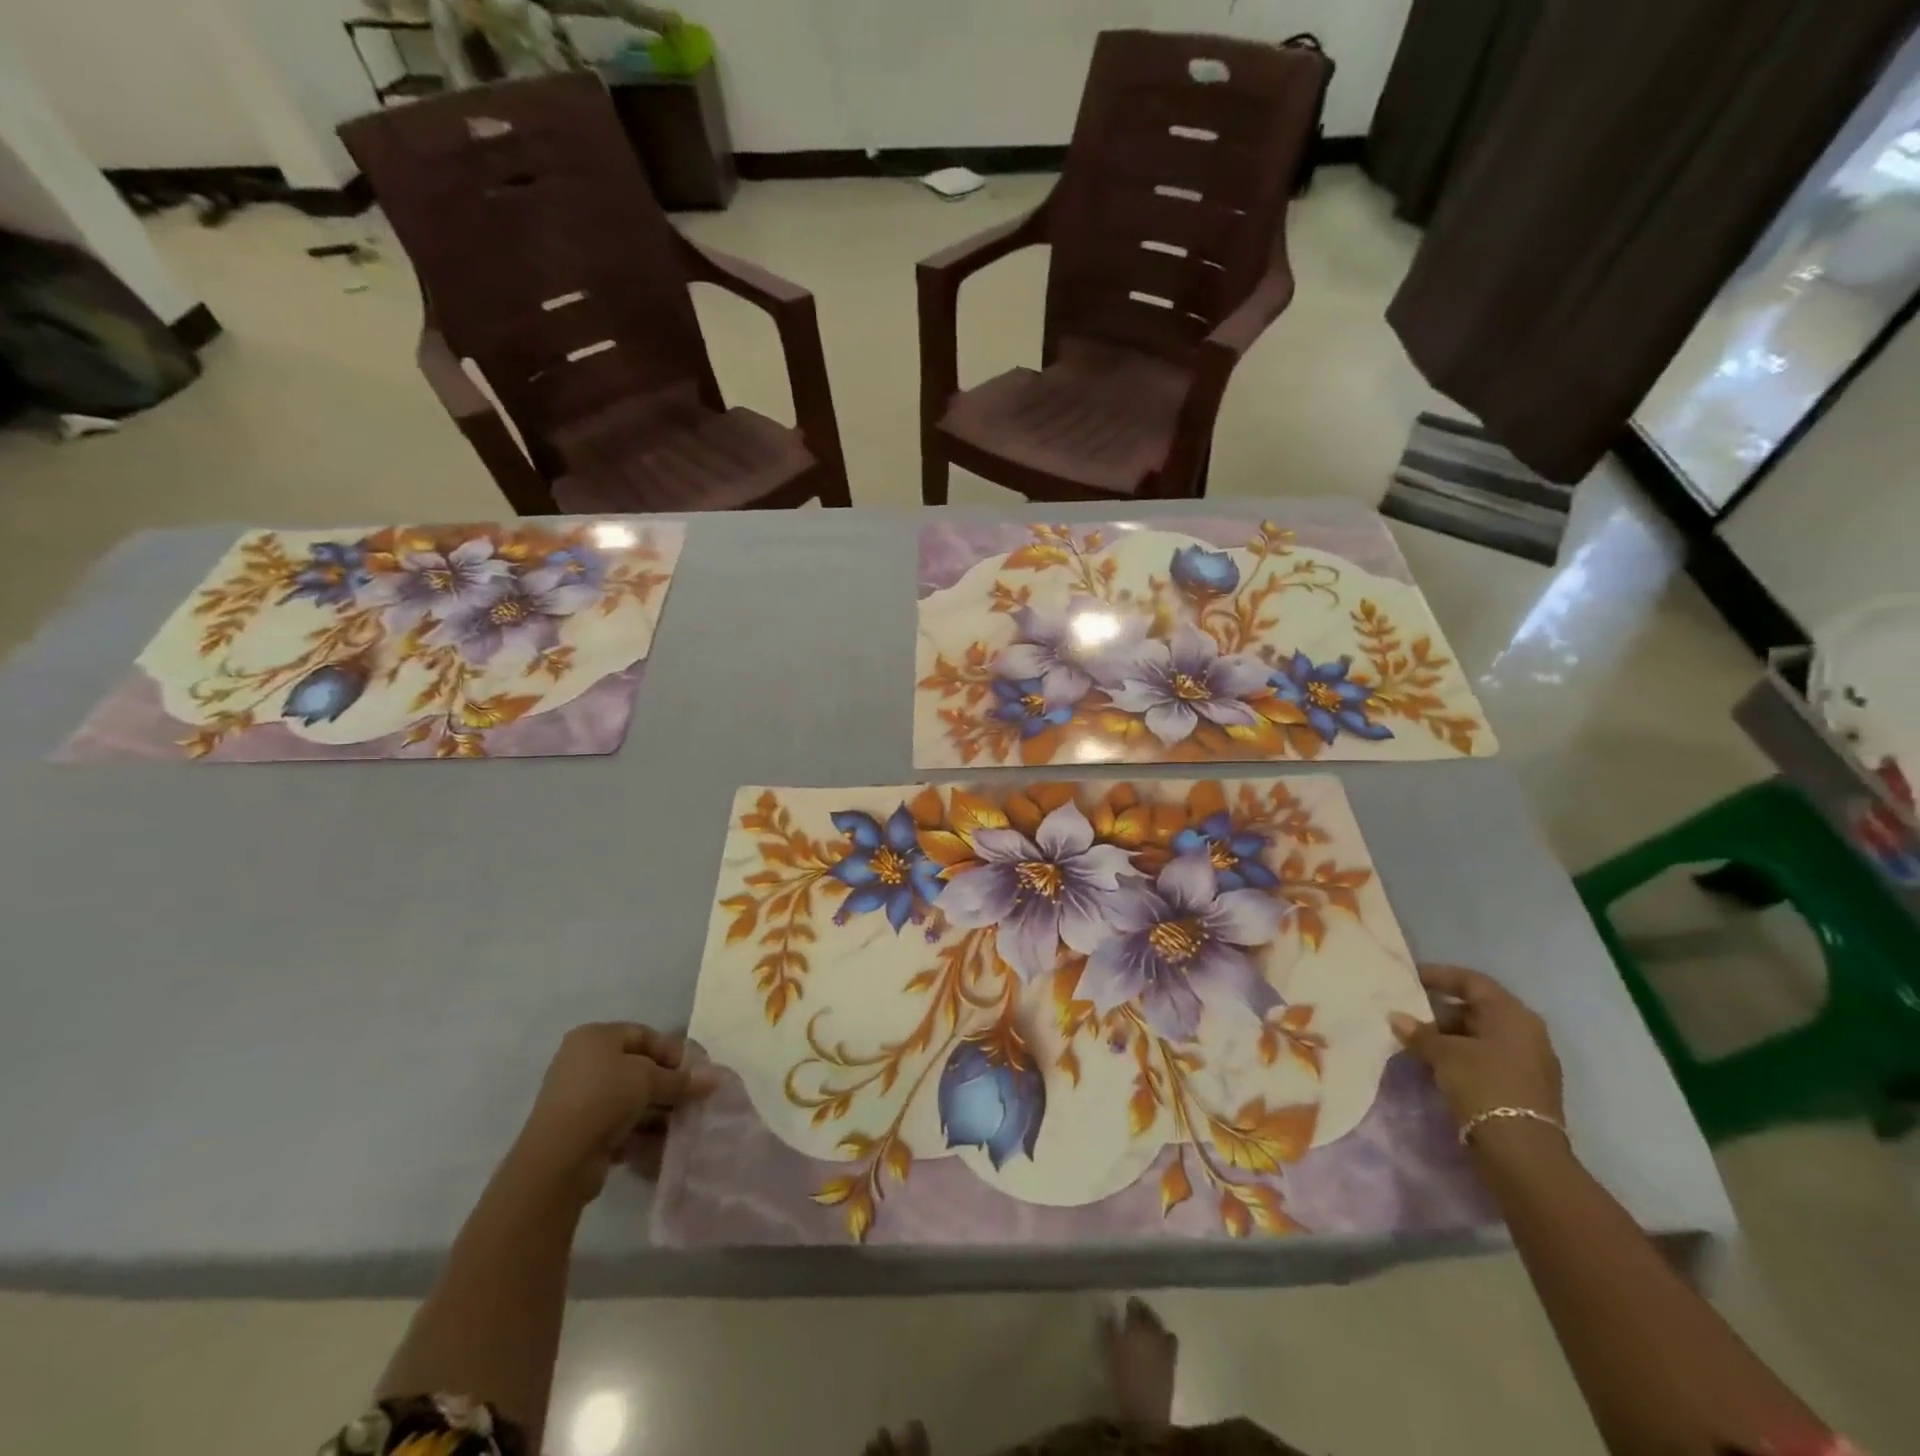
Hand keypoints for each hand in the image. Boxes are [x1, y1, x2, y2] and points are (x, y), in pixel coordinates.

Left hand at [510, 1023, 715, 1202]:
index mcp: (595, 1037)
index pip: (644, 1035)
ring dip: (658, 1110)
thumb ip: (681, 1079)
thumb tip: (715, 1078)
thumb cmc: (604, 1098)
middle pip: (637, 1068)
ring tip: (683, 1123)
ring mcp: (579, 1098)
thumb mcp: (649, 1079)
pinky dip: (640, 1131)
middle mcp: (584, 1062)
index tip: (697, 1072)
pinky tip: (663, 1143)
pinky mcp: (579, 1131)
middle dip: (668, 1084)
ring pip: (629, 1099)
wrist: (558, 1159)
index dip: (674, 1051)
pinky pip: (618, 1124)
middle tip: (693, 1098)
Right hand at [1390, 965, 1563, 1139]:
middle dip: (1438, 1012)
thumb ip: (1419, 1033)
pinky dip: (1460, 1057)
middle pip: (1475, 1010)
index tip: (1409, 978)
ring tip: (1414, 1043)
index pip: (1471, 981)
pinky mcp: (1523, 1087)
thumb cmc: (1484, 1086)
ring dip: (1447, 1038)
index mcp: (1512, 1015)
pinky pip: (1486, 1059)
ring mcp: (1528, 1062)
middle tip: (1406, 1016)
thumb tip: (1397, 1018)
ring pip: (1479, 1037)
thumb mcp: (1444, 1054)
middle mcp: (1526, 1032)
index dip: (1439, 976)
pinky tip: (1434, 1066)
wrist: (1522, 1153)